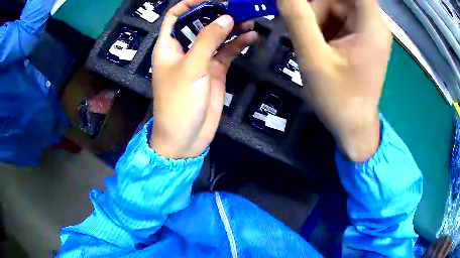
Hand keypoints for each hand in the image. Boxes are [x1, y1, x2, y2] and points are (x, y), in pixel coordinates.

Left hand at [150, 0, 257, 158]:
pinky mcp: (215, 70)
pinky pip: (227, 52)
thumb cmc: (179, 102)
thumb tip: (225, 18)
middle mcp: (184, 49)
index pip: (176, 16)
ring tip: (250, 19)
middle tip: (238, 7)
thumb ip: (207, 40)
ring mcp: (201, 59)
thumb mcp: (191, 68)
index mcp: (169, 46)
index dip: (190, 4)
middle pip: (200, 23)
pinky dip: (238, 43)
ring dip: (232, 27)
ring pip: (217, 36)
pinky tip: (251, 36)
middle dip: (217, 13)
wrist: (185, 136)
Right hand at [278, 0, 392, 161]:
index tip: (309, 5)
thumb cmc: (338, 99)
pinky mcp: (362, 38)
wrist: (353, 126)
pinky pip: (339, 18)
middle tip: (302, 28)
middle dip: (316, 8)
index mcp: (371, 26)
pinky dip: (324, 25)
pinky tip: (319, 45)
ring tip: (311, 44)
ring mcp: (369, 31)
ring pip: (337, 6)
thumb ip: (298, 19)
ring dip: (318, 18)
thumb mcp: (314, 58)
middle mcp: (374, 24)